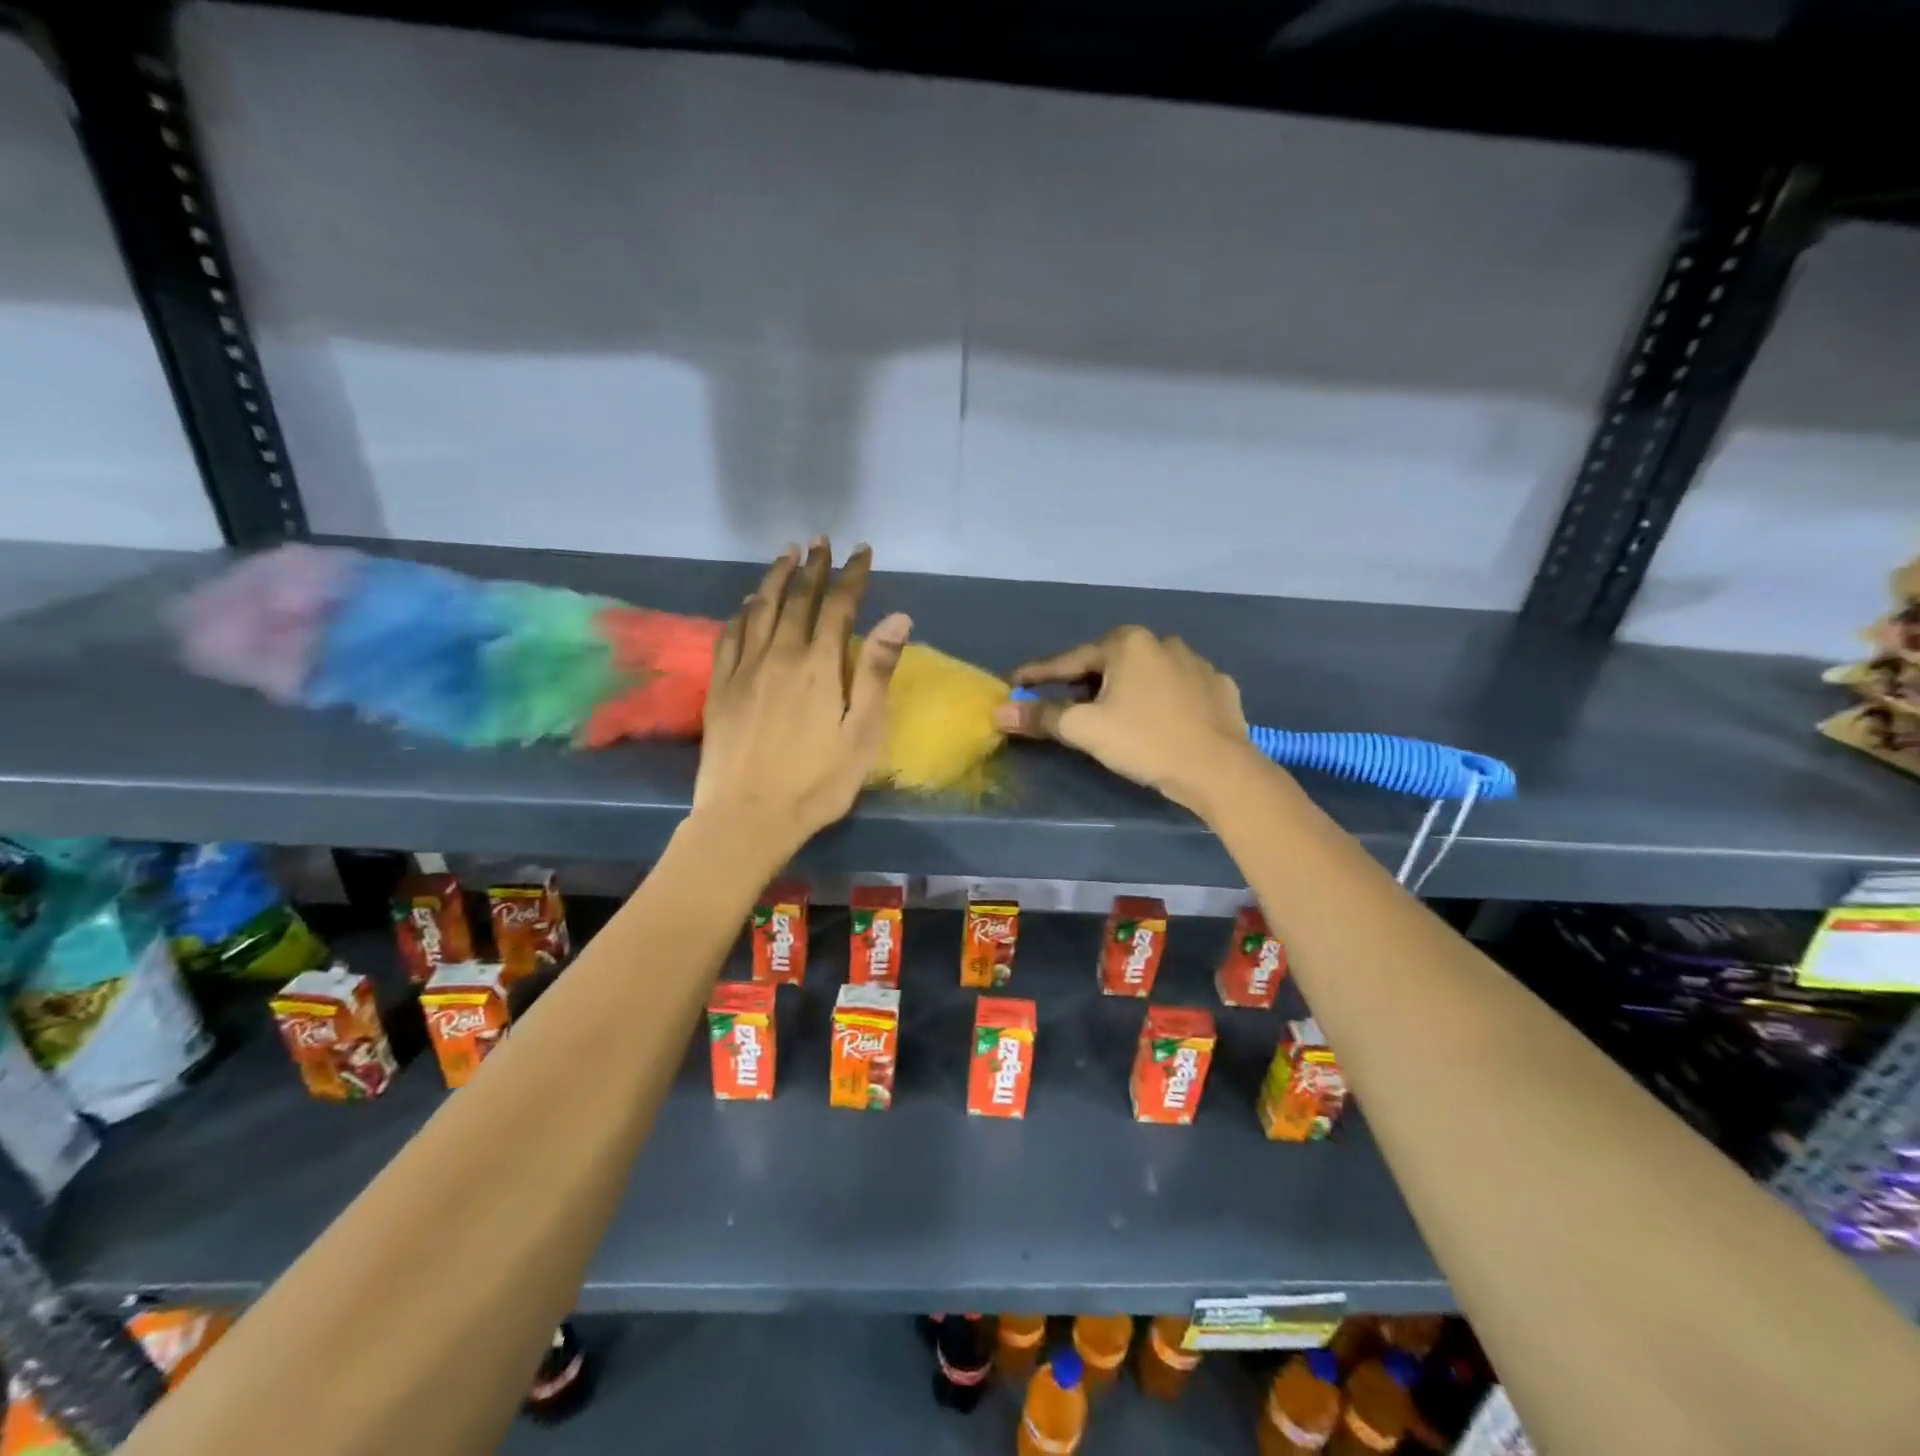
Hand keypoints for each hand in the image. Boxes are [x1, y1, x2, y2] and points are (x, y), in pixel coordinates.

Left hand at [693, 540, 910, 850]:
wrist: (748, 817)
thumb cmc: (817, 782)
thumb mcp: (862, 733)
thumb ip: (877, 673)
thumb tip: (897, 618)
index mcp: (820, 667)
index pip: (838, 606)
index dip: (852, 575)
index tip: (862, 551)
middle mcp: (780, 656)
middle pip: (797, 599)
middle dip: (813, 567)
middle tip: (821, 541)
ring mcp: (745, 669)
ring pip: (761, 609)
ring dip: (776, 579)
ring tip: (787, 555)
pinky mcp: (720, 687)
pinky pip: (730, 635)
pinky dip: (742, 612)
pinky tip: (748, 603)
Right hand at [990, 626, 1262, 813]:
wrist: (1220, 769)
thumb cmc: (1145, 741)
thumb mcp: (1085, 729)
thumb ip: (1041, 717)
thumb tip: (1000, 712)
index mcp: (1127, 643)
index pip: (1069, 661)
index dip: (1038, 675)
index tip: (1015, 684)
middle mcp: (1162, 642)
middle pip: (1108, 665)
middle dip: (1084, 684)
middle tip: (1065, 708)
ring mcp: (1197, 663)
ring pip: (1146, 675)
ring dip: (1124, 691)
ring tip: (1114, 717)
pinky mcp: (1220, 687)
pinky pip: (1177, 690)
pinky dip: (1160, 702)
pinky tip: (1158, 720)